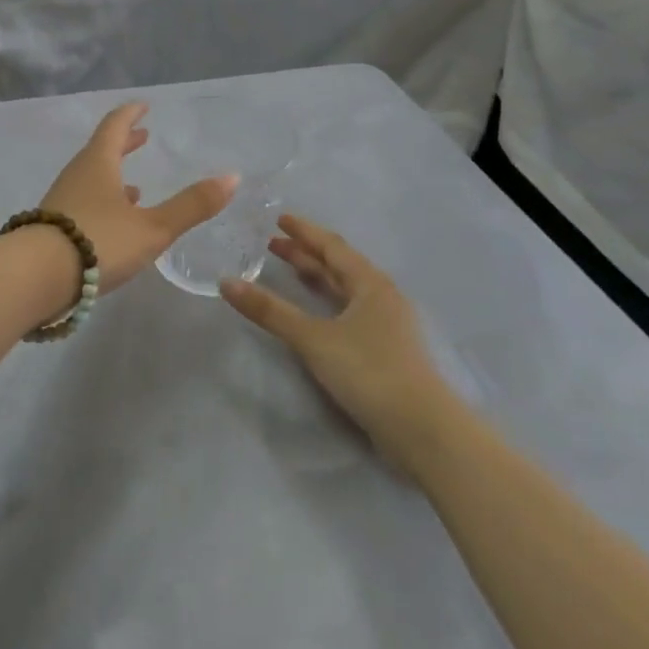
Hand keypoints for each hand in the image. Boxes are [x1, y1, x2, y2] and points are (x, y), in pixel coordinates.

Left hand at [40, 103, 236, 293]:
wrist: (35, 277)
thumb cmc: (98, 242)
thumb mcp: (153, 227)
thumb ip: (191, 205)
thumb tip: (232, 177)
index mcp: (98, 163)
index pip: (115, 126)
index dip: (130, 115)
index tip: (143, 106)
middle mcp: (76, 175)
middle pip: (100, 152)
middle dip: (123, 144)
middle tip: (142, 137)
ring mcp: (60, 202)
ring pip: (90, 180)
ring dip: (112, 177)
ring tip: (135, 188)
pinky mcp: (52, 228)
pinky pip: (82, 204)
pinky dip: (101, 204)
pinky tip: (112, 224)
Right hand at [220, 216, 447, 461]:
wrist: (422, 429)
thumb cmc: (369, 372)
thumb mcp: (313, 339)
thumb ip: (270, 311)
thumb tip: (226, 282)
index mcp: (371, 284)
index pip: (332, 246)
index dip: (304, 232)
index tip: (279, 219)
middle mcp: (382, 297)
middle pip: (340, 266)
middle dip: (306, 254)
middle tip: (273, 245)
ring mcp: (387, 325)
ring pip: (346, 290)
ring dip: (318, 278)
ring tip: (290, 271)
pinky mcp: (386, 351)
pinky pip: (350, 312)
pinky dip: (327, 303)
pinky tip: (315, 314)